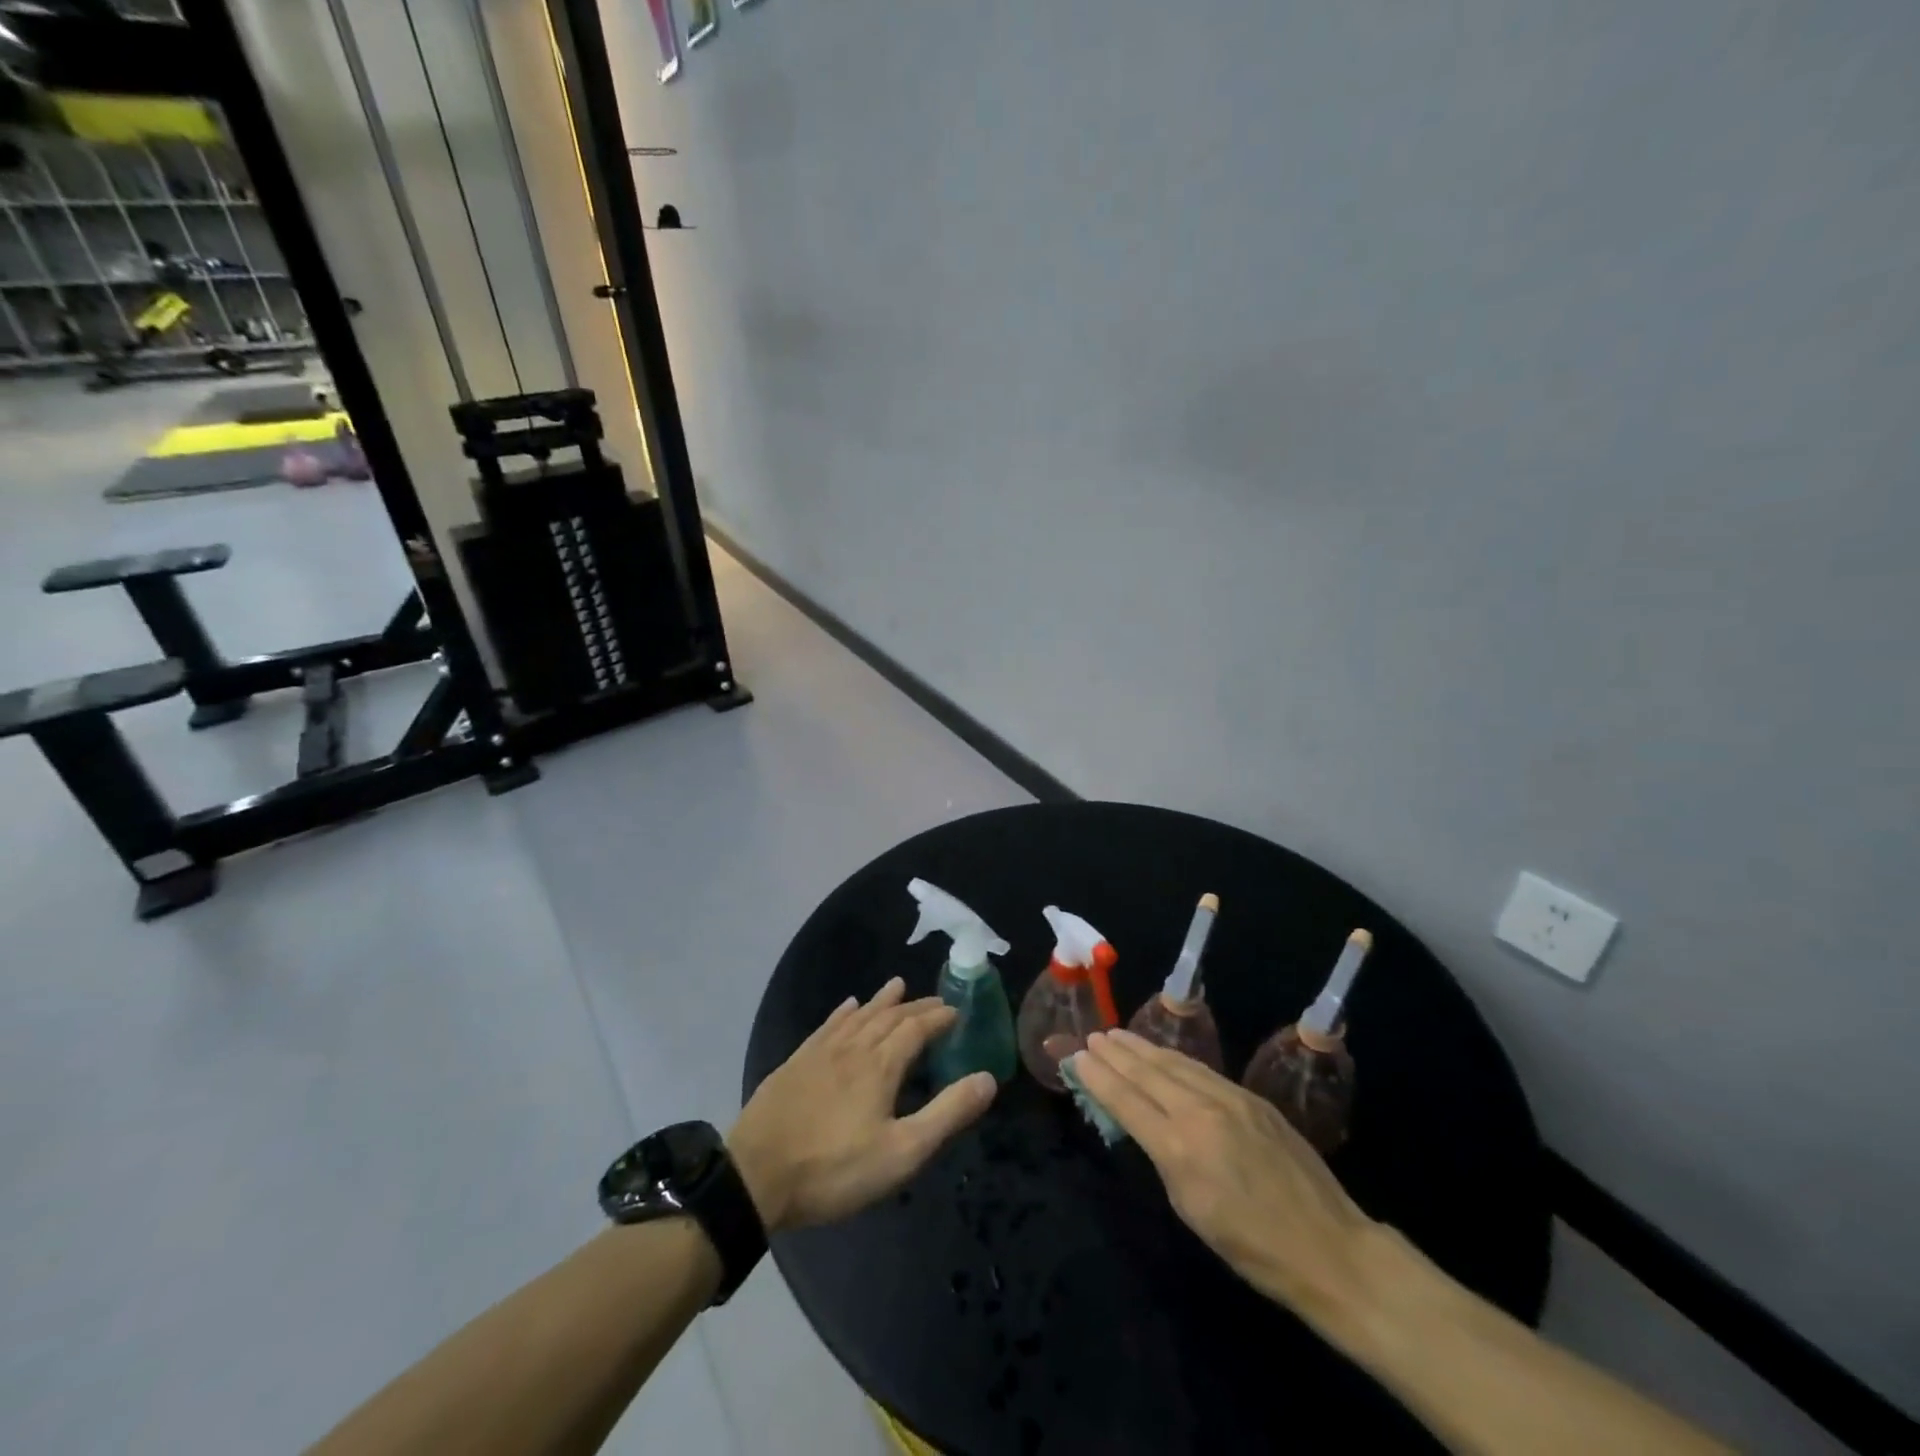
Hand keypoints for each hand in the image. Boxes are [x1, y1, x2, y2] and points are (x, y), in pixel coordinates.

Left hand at [729, 978, 996, 1232]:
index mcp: (880, 1065)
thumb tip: (988, 1078)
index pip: (916, 1029)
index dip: (938, 1018)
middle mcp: (852, 1048)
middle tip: (935, 999)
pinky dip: (843, 1012)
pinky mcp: (795, 1063)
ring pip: (858, 1016)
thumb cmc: (834, 1169)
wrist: (755, 1177)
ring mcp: (820, 1052)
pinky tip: (847, 1006)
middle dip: (915, 1006)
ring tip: (897, 984)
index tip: (956, 1011)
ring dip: (881, 1001)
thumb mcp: (902, 1152)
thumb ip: (946, 1113)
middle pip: (889, 1017)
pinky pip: (827, 1026)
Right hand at [1076, 1028, 1376, 1318]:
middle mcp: (1200, 1112)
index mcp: (1179, 1148)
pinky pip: (1202, 1070)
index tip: (1077, 1057)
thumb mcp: (1192, 1211)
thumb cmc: (1253, 1248)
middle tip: (1093, 1037)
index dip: (1099, 1077)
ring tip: (1118, 1035)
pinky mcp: (1252, 1098)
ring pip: (1175, 1063)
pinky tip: (1164, 1054)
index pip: (1126, 1100)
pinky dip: (1174, 1059)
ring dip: (1142, 1048)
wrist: (1330, 1248)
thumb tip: (1148, 1126)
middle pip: (1147, 1072)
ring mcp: (1229, 1099)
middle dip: (1116, 1053)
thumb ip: (1164, 1159)